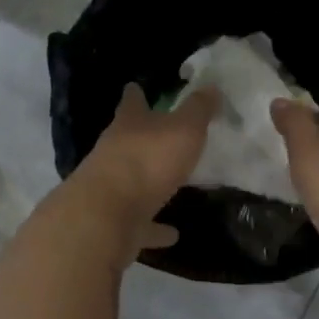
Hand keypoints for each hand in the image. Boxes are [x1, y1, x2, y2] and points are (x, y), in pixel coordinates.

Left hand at [72, 83, 218, 252]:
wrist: (107, 216)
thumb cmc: (148, 161)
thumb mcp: (184, 129)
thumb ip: (198, 109)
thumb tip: (211, 85)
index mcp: (128, 125)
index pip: (131, 102)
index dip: (135, 94)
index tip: (135, 87)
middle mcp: (114, 152)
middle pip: (127, 140)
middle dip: (142, 137)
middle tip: (163, 136)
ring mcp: (111, 189)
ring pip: (131, 182)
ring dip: (149, 184)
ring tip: (170, 186)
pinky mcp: (115, 222)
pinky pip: (140, 222)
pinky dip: (155, 227)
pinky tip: (172, 233)